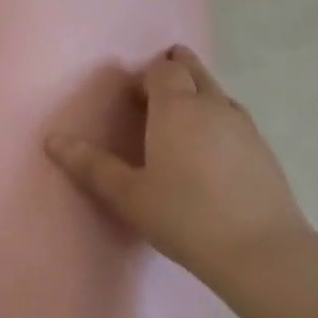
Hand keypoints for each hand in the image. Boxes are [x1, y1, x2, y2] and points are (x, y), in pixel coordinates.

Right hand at [46, 46, 308, 282]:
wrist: (259, 250)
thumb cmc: (184, 217)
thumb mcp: (128, 195)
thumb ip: (91, 166)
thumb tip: (53, 141)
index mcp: (176, 108)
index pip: (162, 70)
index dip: (146, 76)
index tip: (131, 96)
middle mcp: (212, 106)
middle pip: (194, 71)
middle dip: (176, 68)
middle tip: (158, 84)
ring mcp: (244, 126)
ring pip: (218, 93)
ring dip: (199, 92)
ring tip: (182, 115)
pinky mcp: (264, 149)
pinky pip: (235, 117)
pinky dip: (218, 117)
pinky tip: (212, 147)